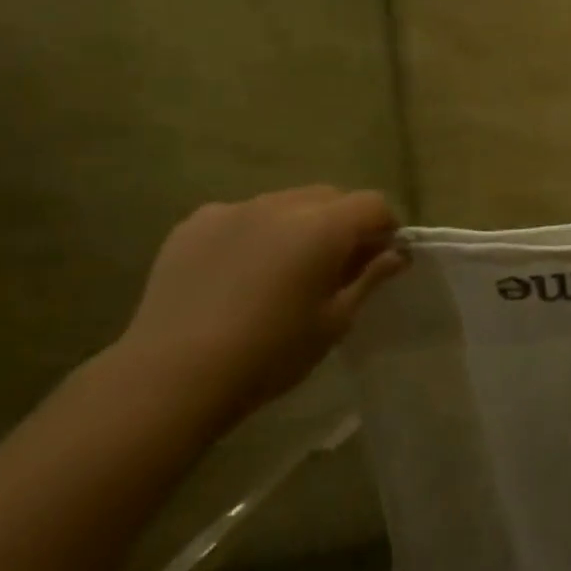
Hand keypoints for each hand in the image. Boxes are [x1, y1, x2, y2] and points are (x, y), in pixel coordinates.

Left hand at [114, 187, 406, 424]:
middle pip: (329, 197)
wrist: (174, 374)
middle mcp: (282, 203)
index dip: (385, 227)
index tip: (381, 259)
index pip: (373, 204)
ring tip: (283, 270)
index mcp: (324, 226)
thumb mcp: (334, 322)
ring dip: (297, 226)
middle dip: (343, 222)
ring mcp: (234, 209)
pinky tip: (238, 274)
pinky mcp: (195, 223)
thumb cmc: (271, 353)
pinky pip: (241, 216)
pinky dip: (253, 234)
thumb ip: (369, 279)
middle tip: (335, 266)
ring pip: (284, 203)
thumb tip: (395, 253)